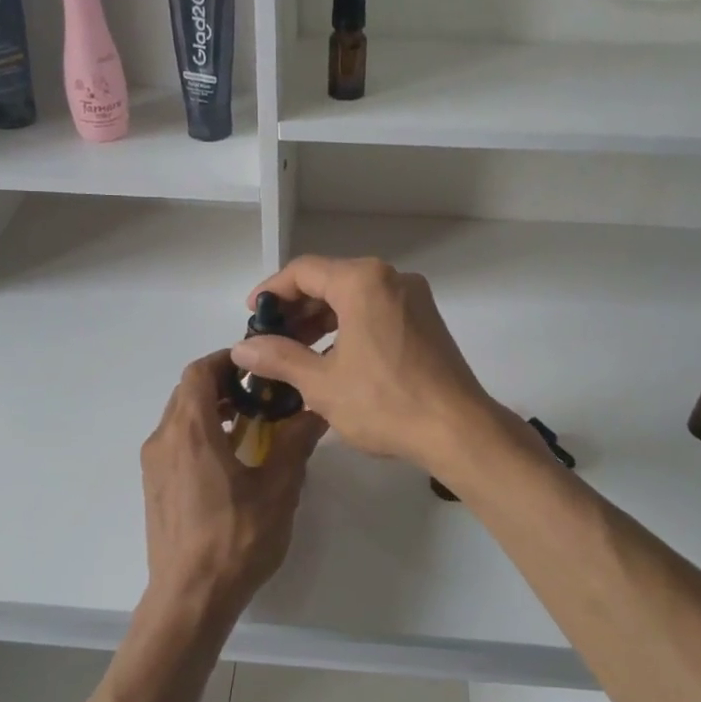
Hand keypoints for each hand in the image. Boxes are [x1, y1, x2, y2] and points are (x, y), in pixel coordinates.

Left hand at [140, 351, 327, 623]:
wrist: (190, 598)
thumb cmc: (235, 540)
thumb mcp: (278, 489)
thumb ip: (296, 442)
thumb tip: (317, 409)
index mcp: (190, 431)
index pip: (199, 372)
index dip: (227, 359)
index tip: (259, 364)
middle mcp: (163, 439)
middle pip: (187, 391)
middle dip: (223, 383)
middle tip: (262, 392)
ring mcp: (153, 465)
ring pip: (179, 417)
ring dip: (212, 409)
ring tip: (251, 422)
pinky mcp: (154, 486)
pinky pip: (175, 442)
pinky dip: (200, 433)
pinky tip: (231, 457)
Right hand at [227, 256, 494, 470]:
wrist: (458, 430)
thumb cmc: (384, 402)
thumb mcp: (321, 383)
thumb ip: (278, 358)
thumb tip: (242, 349)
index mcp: (363, 281)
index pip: (303, 271)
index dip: (271, 292)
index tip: (251, 317)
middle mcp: (392, 279)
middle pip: (330, 281)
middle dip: (296, 310)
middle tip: (271, 341)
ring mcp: (414, 299)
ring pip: (355, 298)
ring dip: (322, 321)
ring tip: (297, 355)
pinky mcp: (427, 322)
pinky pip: (377, 312)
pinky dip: (349, 328)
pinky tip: (334, 360)